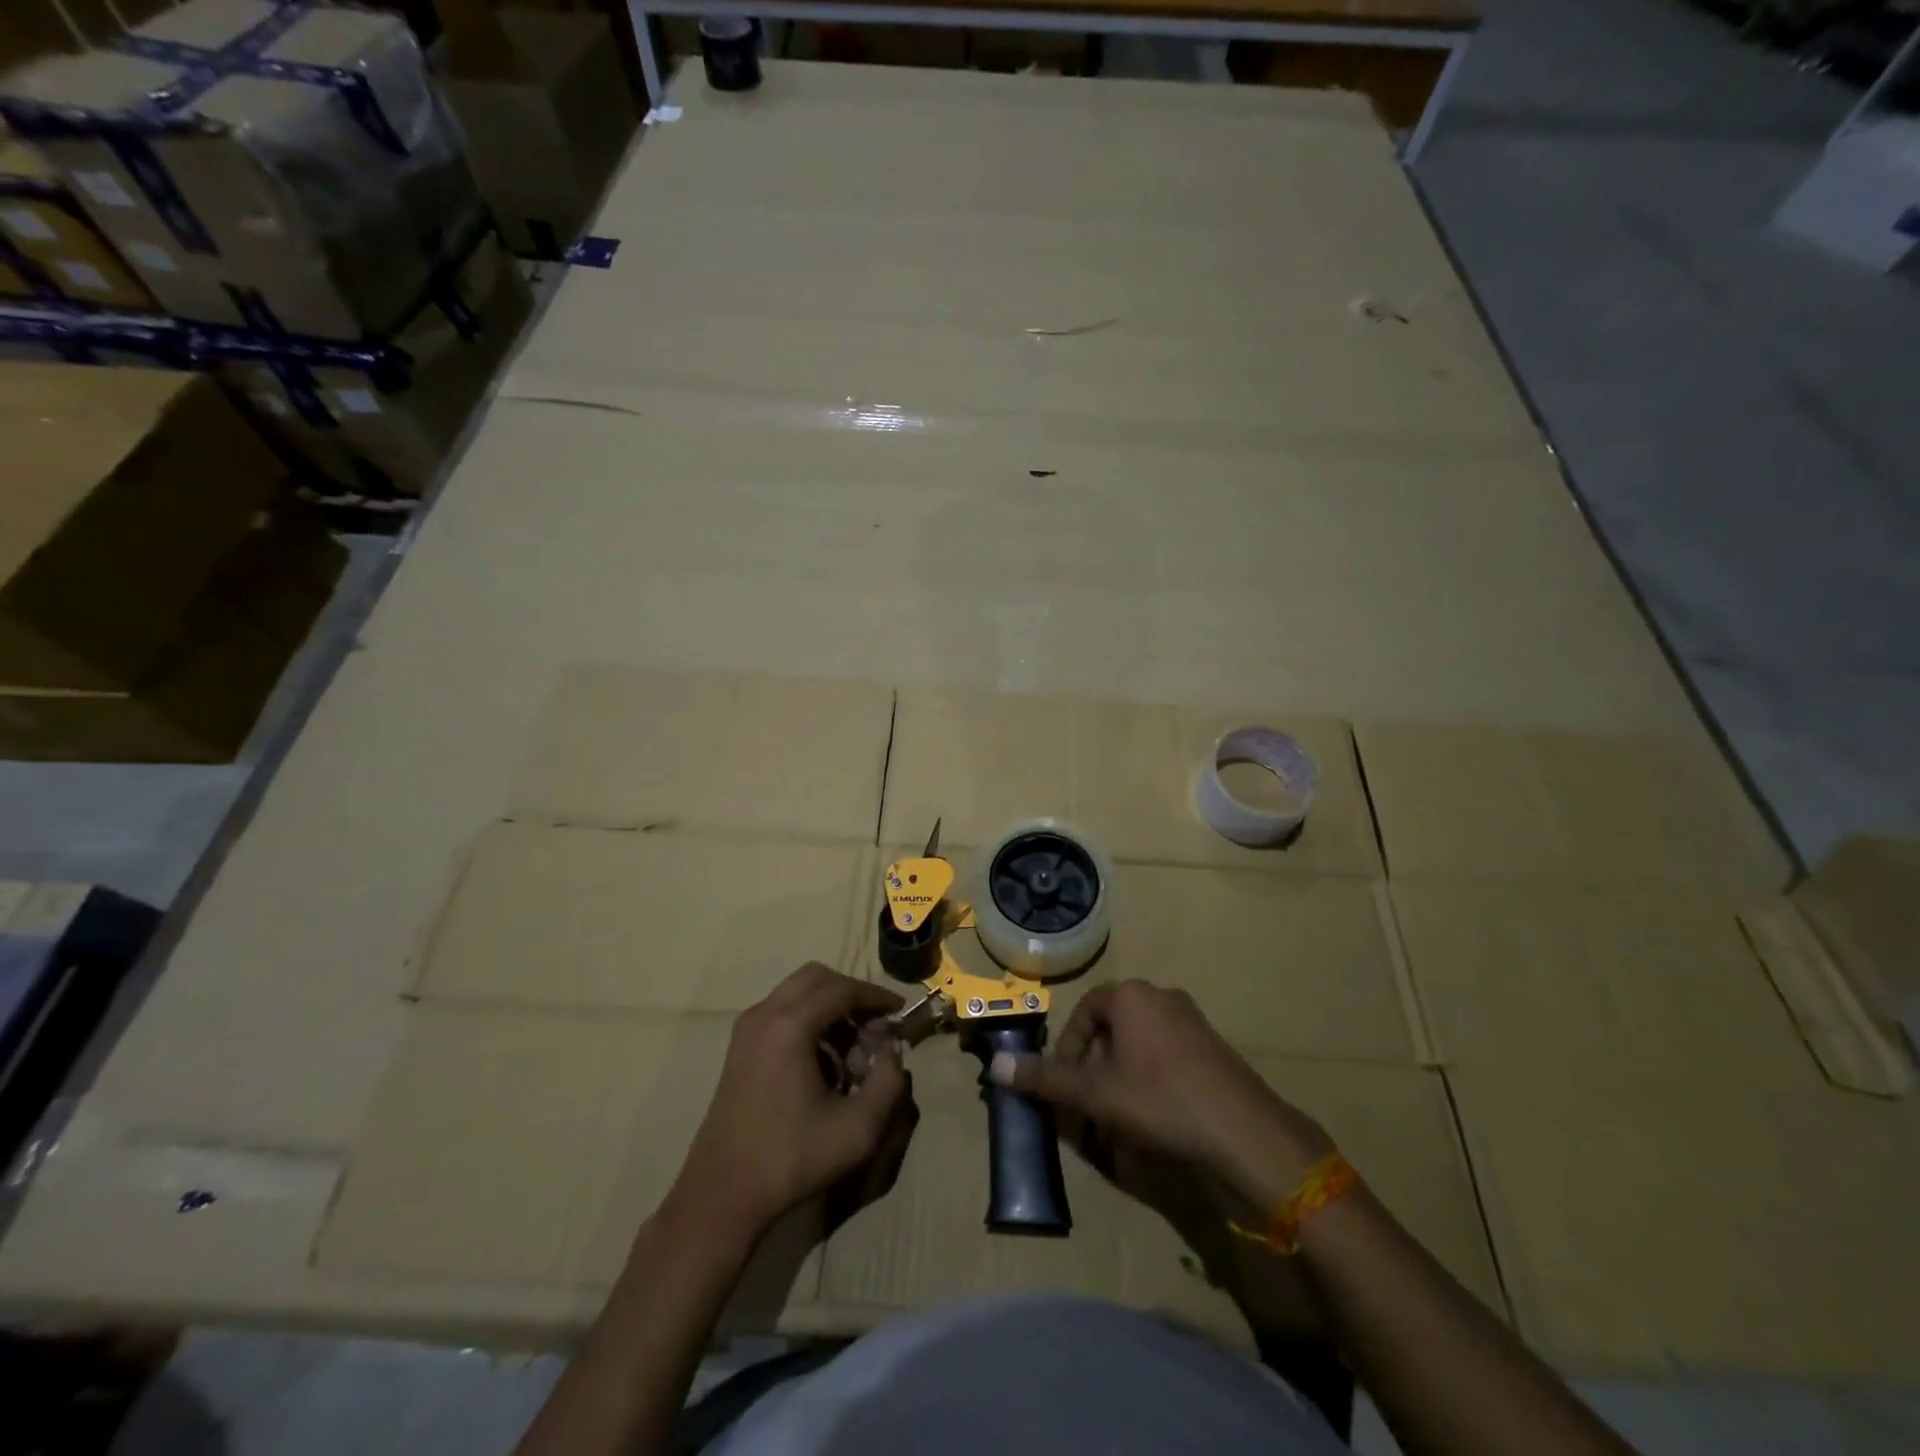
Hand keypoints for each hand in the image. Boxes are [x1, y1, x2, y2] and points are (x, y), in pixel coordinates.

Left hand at [672, 964, 913, 1243]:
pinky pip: (782, 1013)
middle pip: (818, 978)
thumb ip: (889, 1083)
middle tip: (875, 1029)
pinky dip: (810, 1023)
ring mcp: (747, 1030)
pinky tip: (825, 1067)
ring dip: (832, 1011)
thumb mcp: (858, 1129)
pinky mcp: (740, 1048)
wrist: (722, 1196)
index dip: (876, 996)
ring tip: (854, 1057)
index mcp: (790, 1026)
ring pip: (799, 994)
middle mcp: (764, 1015)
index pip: (842, 989)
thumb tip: (893, 1052)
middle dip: (852, 997)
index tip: (900, 1012)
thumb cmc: (792, 1159)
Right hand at [990, 979, 1331, 1210]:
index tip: (1066, 1086)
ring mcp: (1192, 1020)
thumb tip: (995, 1067)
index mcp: (1131, 996)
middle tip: (1089, 1106)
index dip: (1068, 1050)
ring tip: (1118, 1119)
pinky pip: (1167, 1056)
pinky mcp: (1213, 1047)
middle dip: (1094, 1068)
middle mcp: (1161, 997)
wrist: (1242, 1130)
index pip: (1084, 1013)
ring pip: (1139, 1045)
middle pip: (1111, 1028)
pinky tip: (1154, 1119)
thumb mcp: (1094, 1093)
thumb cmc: (1159, 1100)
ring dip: (1120, 1078)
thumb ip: (1044, 1079)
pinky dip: (1150, 1081)